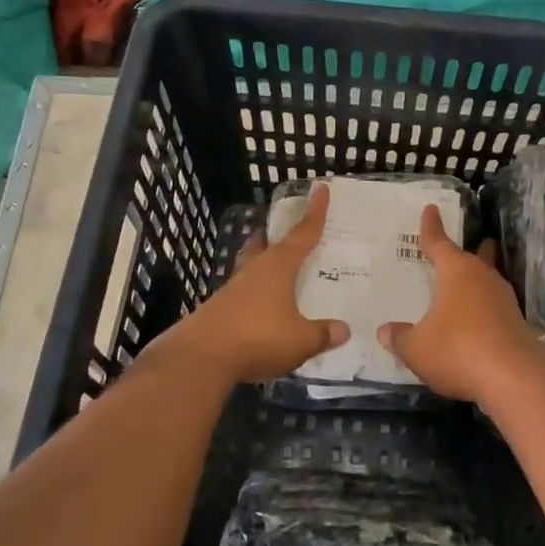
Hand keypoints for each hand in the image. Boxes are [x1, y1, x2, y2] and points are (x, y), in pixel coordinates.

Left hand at [157, 181, 349, 383]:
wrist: (200, 357)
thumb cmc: (258, 337)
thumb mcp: (301, 340)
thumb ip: (323, 334)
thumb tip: (343, 330)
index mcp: (278, 266)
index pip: (302, 232)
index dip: (315, 211)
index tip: (320, 188)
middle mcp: (254, 270)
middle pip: (266, 245)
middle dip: (276, 236)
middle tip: (288, 233)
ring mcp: (232, 289)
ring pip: (251, 268)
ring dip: (264, 267)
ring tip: (279, 274)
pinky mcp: (219, 310)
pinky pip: (243, 295)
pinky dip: (256, 296)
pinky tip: (263, 311)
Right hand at [379, 205, 544, 403]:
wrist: (514, 378)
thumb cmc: (457, 350)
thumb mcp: (417, 348)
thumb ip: (400, 338)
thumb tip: (385, 331)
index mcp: (456, 273)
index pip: (439, 243)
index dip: (431, 228)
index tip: (431, 209)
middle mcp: (483, 279)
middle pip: (475, 258)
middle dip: (473, 250)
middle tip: (475, 242)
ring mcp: (504, 301)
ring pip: (488, 282)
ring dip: (480, 281)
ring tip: (469, 285)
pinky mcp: (516, 325)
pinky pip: (495, 308)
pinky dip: (484, 310)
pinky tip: (477, 323)